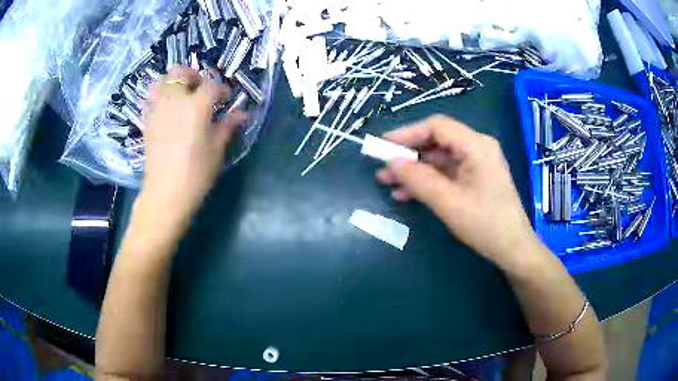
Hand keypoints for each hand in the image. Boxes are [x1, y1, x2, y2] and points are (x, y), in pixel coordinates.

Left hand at [139, 66, 246, 228]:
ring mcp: (157, 110)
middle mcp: (174, 101)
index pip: (212, 84)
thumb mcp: (217, 149)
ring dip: (172, 83)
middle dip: (192, 75)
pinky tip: (166, 109)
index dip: (222, 89)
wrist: (165, 195)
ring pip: (160, 81)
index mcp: (196, 106)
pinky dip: (159, 97)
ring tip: (180, 96)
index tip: (226, 99)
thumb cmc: (195, 173)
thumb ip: (228, 126)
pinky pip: (150, 99)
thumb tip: (243, 114)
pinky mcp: (146, 122)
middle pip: (180, 72)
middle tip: (200, 89)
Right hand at [376, 115, 537, 269]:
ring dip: (414, 170)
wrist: (512, 249)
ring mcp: (476, 165)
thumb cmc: (485, 224)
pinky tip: (406, 194)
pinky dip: (426, 182)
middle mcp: (477, 148)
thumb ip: (418, 179)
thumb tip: (391, 162)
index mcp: (476, 145)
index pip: (437, 127)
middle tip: (382, 167)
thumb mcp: (448, 202)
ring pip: (438, 160)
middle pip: (436, 142)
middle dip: (408, 154)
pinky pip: (446, 174)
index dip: (407, 133)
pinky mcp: (474, 180)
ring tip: (387, 183)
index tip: (383, 146)